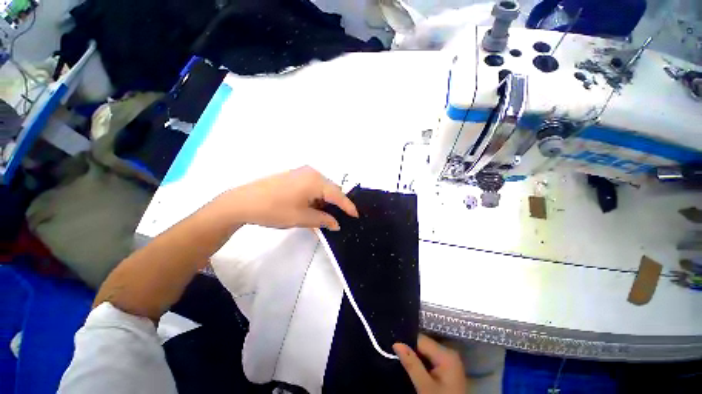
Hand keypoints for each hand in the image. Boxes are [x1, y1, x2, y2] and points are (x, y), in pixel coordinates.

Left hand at [223, 166, 357, 229]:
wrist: (242, 202)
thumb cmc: (275, 210)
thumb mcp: (302, 218)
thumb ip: (323, 220)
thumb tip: (337, 224)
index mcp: (316, 180)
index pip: (338, 194)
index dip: (348, 206)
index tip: (356, 216)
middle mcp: (311, 172)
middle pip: (331, 189)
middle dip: (335, 204)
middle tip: (336, 219)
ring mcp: (301, 173)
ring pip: (321, 188)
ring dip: (324, 201)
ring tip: (322, 216)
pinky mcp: (293, 176)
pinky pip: (311, 186)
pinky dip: (315, 197)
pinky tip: (310, 208)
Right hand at [394, 334, 466, 393]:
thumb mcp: (424, 386)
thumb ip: (411, 364)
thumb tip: (396, 343)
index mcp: (446, 354)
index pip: (420, 339)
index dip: (406, 343)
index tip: (393, 348)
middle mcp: (449, 353)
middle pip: (424, 345)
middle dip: (410, 350)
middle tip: (396, 355)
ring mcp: (450, 361)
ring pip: (426, 352)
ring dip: (415, 357)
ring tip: (402, 361)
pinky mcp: (448, 369)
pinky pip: (431, 359)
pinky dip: (422, 363)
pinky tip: (414, 368)